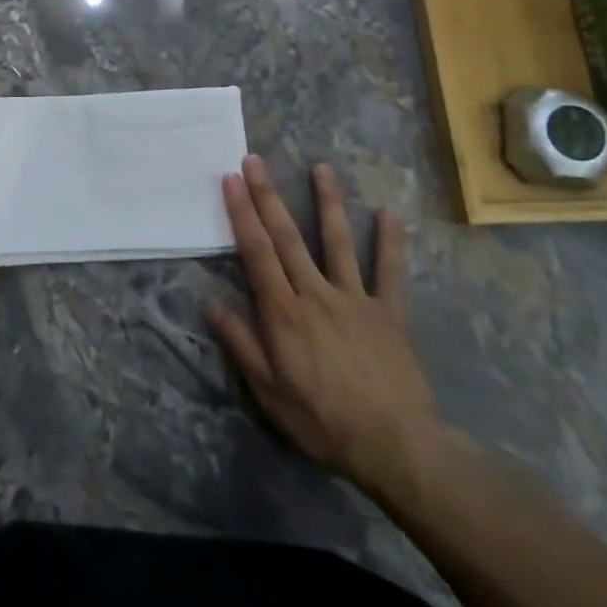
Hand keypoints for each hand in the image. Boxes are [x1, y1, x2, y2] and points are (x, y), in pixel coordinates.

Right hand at [205, 156, 440, 498]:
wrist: (395, 446)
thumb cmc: (322, 420)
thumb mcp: (268, 391)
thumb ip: (240, 342)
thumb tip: (210, 301)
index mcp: (284, 311)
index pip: (257, 252)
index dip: (242, 213)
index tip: (230, 180)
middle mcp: (316, 293)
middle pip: (287, 237)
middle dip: (268, 196)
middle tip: (254, 160)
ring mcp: (355, 298)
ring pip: (337, 242)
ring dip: (327, 202)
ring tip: (321, 167)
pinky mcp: (388, 312)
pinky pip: (390, 273)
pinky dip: (390, 243)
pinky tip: (389, 213)